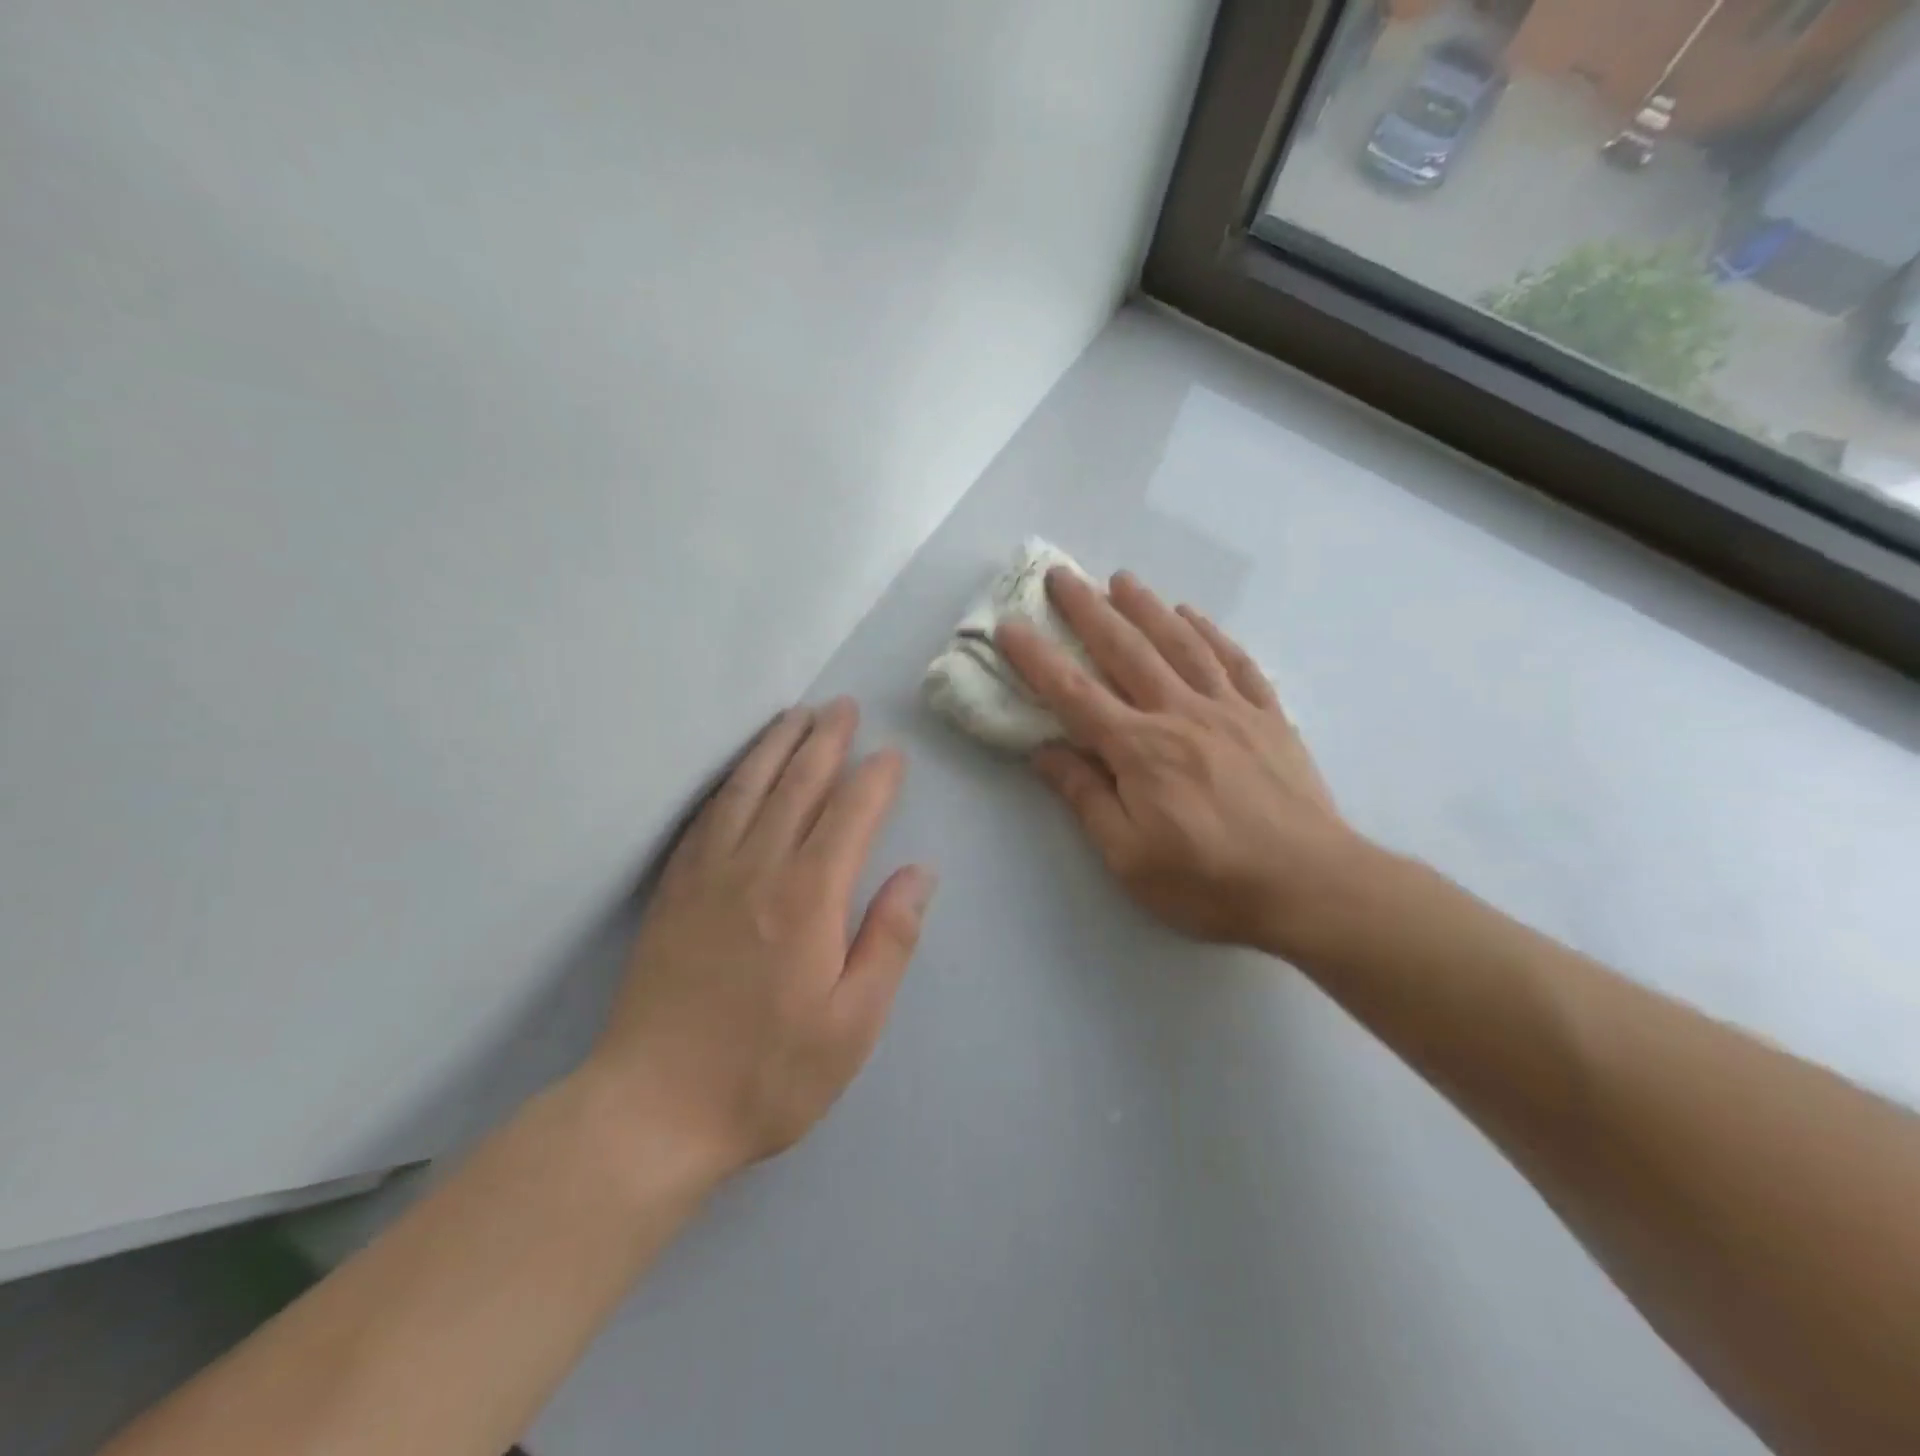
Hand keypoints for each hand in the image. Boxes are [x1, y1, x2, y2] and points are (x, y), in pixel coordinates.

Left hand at [583, 699, 934, 1184]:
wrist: (653, 1109)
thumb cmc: (769, 1073)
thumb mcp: (853, 1023)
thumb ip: (890, 939)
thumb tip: (920, 872)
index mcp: (809, 897)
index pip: (850, 814)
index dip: (874, 778)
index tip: (892, 754)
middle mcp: (758, 868)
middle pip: (797, 784)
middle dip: (826, 740)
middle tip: (843, 707)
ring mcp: (708, 875)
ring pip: (748, 788)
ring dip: (776, 746)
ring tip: (795, 716)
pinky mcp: (673, 890)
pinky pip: (705, 817)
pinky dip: (728, 782)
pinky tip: (739, 772)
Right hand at [997, 570, 1366, 959]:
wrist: (1310, 886)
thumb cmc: (1208, 882)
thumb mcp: (1128, 856)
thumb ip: (1085, 797)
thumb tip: (1045, 752)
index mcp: (1139, 749)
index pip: (1074, 693)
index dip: (1037, 658)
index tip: (1009, 625)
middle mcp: (1180, 714)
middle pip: (1126, 650)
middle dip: (1089, 610)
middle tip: (1063, 575)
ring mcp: (1229, 710)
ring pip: (1181, 643)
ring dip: (1147, 607)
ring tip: (1122, 579)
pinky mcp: (1269, 718)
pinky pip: (1235, 662)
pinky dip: (1211, 633)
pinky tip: (1194, 616)